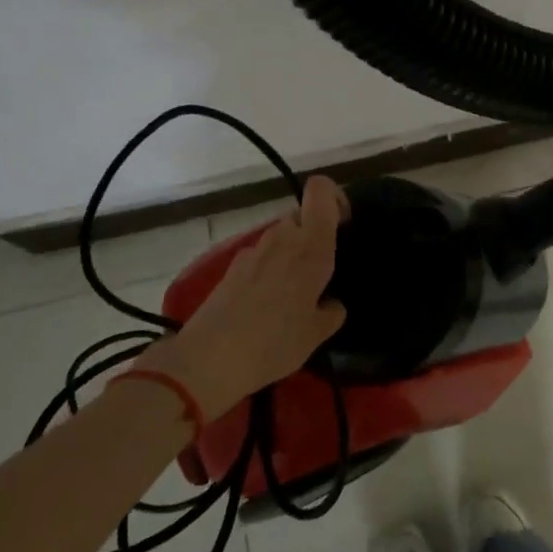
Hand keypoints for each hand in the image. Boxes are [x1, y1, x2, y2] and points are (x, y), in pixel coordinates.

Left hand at [133, 175, 348, 419]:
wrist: (208, 360)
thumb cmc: (274, 342)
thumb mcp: (316, 334)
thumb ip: (332, 312)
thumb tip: (333, 303)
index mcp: (311, 247)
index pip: (321, 191)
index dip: (335, 198)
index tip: (345, 225)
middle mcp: (282, 239)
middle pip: (302, 215)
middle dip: (314, 234)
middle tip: (322, 269)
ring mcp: (253, 251)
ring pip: (281, 236)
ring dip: (291, 253)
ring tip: (295, 291)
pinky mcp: (232, 267)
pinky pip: (261, 256)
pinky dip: (270, 269)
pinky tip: (267, 303)